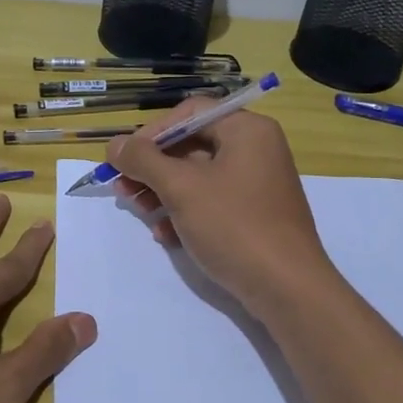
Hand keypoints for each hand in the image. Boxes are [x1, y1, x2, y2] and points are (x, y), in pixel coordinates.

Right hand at [106, 97, 336, 314]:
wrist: (287, 288)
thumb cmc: (234, 226)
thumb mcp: (182, 189)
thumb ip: (144, 160)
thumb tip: (115, 144)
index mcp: (247, 130)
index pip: (190, 113)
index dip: (151, 133)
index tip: (123, 158)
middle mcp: (255, 149)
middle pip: (192, 145)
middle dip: (153, 167)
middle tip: (122, 188)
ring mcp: (256, 184)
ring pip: (198, 177)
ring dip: (162, 192)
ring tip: (139, 211)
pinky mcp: (254, 215)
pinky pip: (212, 202)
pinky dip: (185, 213)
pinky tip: (164, 235)